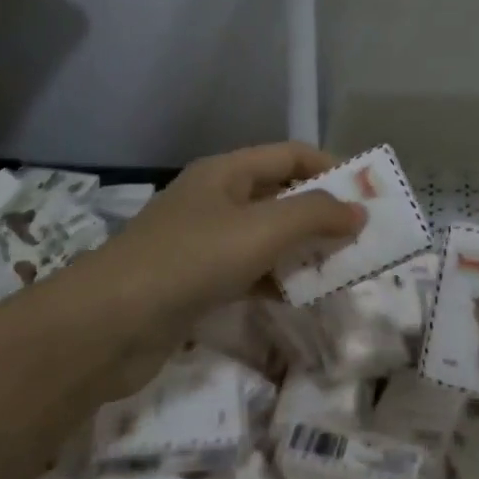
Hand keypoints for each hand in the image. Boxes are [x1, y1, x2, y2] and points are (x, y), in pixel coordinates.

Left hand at [87, 142, 364, 339]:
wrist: (111, 323)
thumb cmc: (191, 260)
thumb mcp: (261, 229)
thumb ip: (315, 216)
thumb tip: (358, 211)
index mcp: (226, 172)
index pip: (290, 155)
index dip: (331, 168)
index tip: (368, 196)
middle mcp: (214, 200)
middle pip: (279, 196)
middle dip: (321, 215)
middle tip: (361, 239)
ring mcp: (202, 243)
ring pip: (265, 238)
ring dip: (301, 251)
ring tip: (340, 271)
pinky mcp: (195, 283)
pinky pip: (247, 273)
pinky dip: (275, 281)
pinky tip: (298, 299)